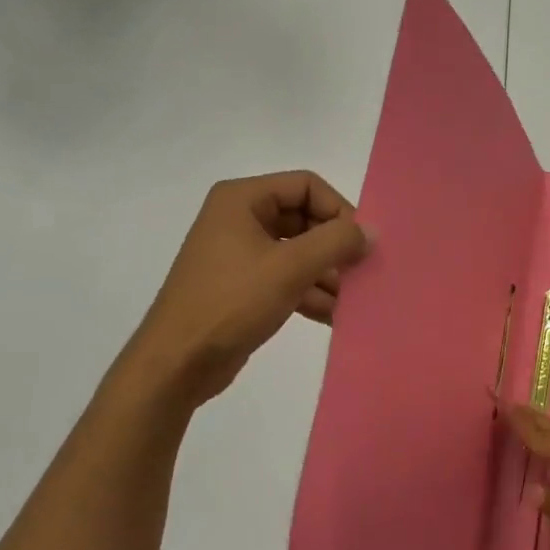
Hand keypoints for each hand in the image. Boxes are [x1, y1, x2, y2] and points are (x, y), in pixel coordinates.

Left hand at [121, 170, 372, 411]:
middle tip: (362, 271)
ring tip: (355, 299)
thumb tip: (371, 231)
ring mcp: (240, 254)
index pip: (307, 186)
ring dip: (328, 274)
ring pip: (299, 252)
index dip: (339, 210)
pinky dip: (312, 293)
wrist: (177, 363)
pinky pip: (287, 278)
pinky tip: (337, 315)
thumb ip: (336, 242)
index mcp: (242, 200)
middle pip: (306, 219)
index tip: (361, 243)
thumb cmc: (231, 302)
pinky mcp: (244, 286)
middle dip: (335, 247)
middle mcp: (240, 218)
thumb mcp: (290, 267)